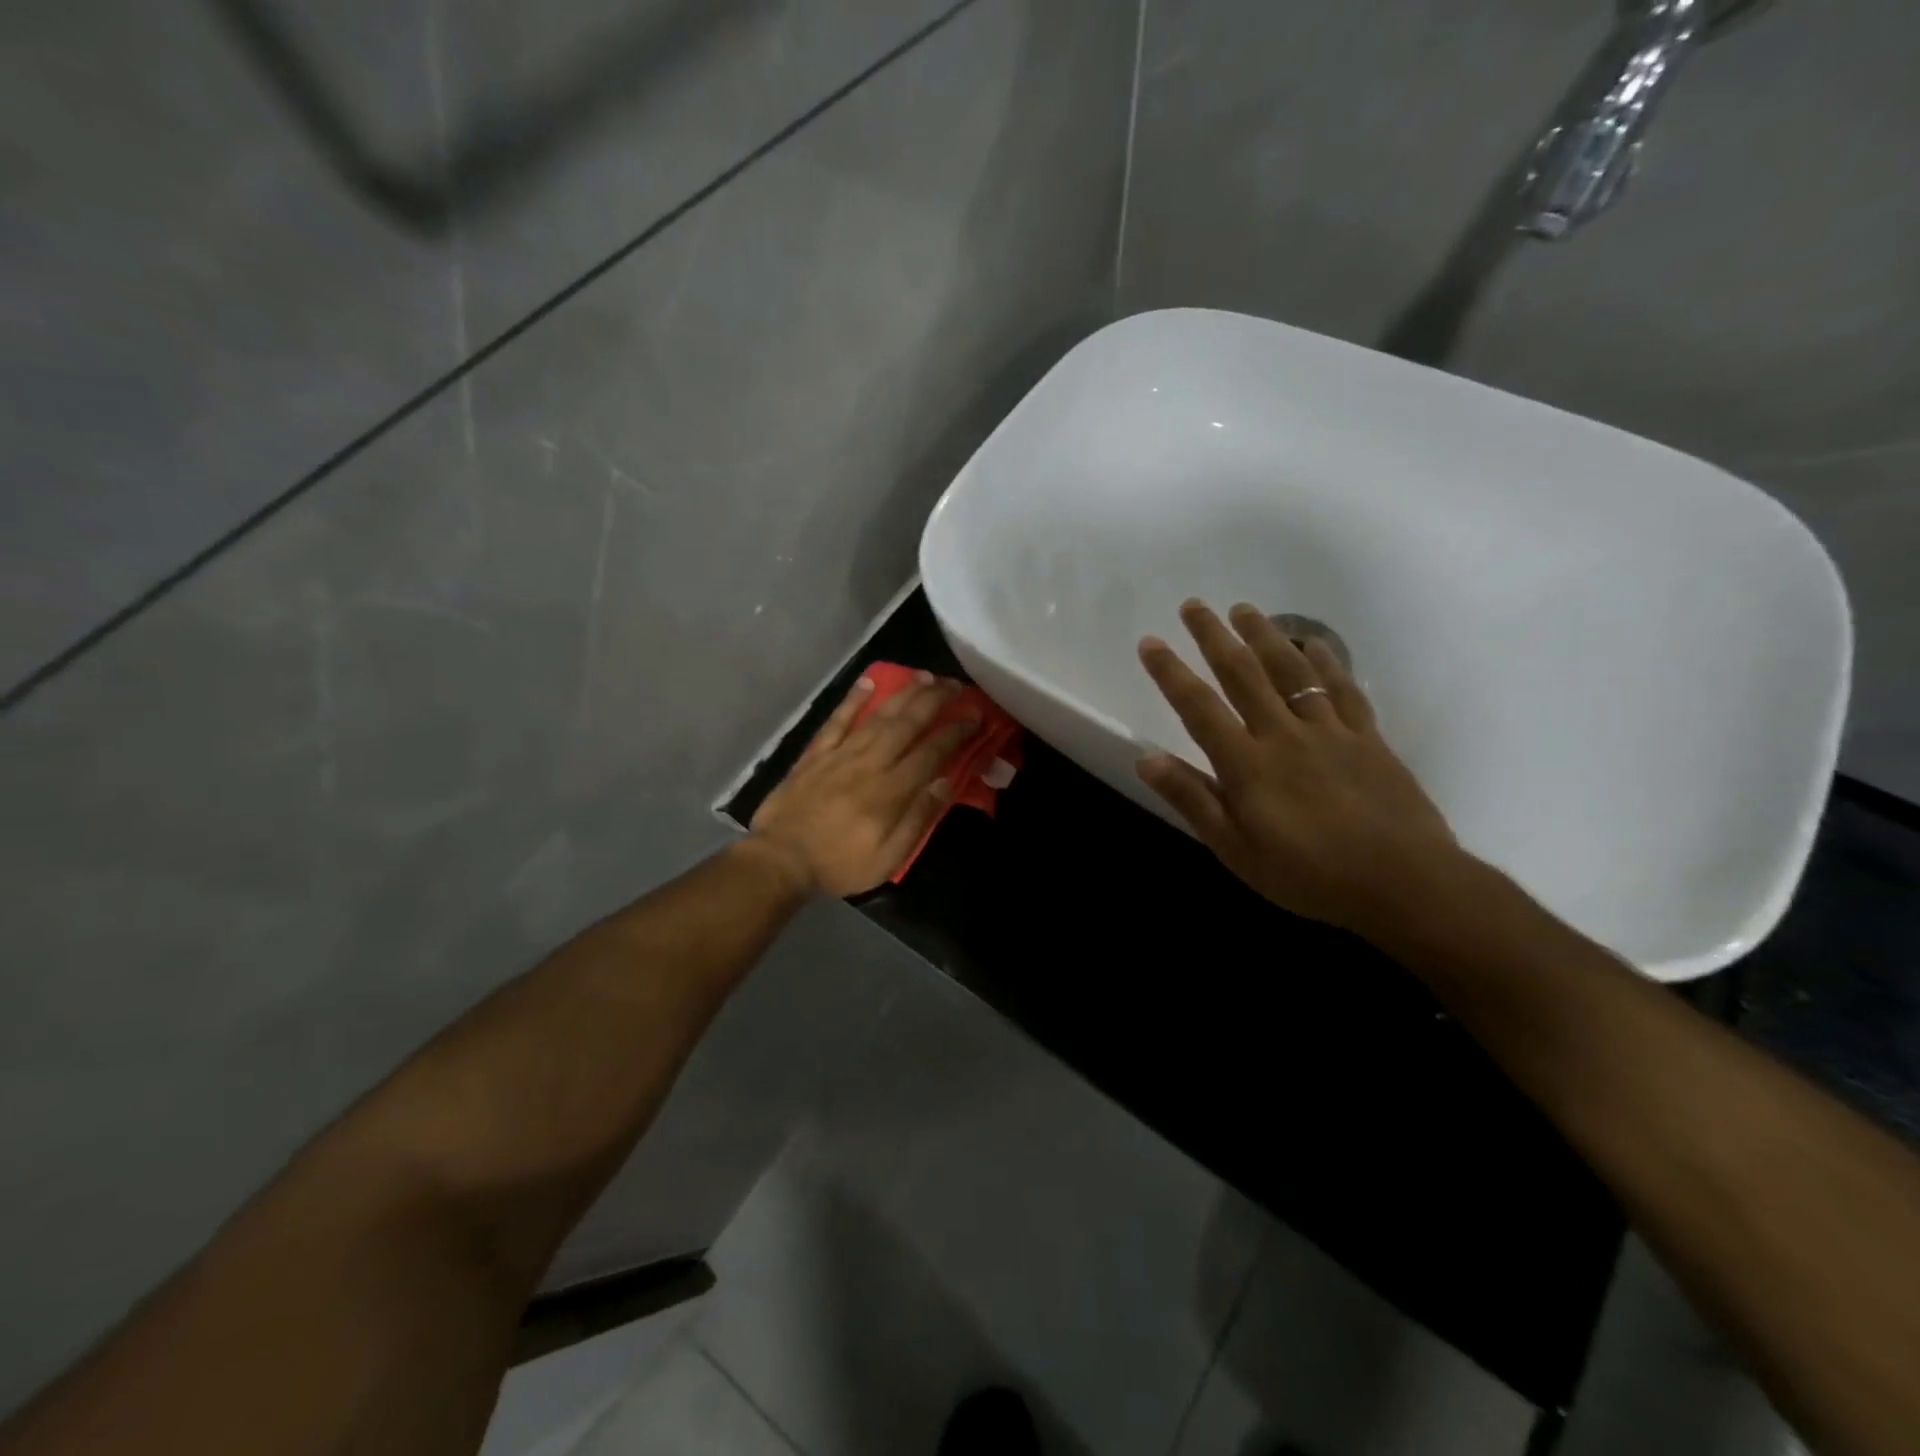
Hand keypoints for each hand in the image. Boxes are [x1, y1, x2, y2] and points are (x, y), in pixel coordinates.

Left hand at [749, 672, 979, 897]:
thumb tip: (946, 783)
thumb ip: (918, 819)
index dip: (956, 732)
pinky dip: (853, 699)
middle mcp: (869, 763)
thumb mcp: (887, 858)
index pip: (931, 752)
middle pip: (908, 723)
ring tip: (925, 676)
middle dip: (935, 700)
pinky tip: (869, 681)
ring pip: (878, 715)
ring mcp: (840, 753)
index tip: (975, 716)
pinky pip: (838, 719)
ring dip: (904, 693)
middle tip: (956, 685)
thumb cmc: (838, 863)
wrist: (779, 859)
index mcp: (890, 791)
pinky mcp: (816, 753)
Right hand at [1136, 600, 1460, 933]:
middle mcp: (1283, 735)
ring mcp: (1329, 732)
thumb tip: (1145, 758)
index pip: (1198, 708)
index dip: (1171, 673)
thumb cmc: (1310, 876)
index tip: (1150, 642)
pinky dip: (1326, 662)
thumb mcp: (1236, 851)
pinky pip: (1342, 689)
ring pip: (1291, 671)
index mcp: (1247, 765)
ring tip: (1244, 609)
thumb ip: (1193, 800)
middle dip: (1213, 637)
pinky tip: (1313, 644)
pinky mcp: (1367, 738)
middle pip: (1243, 674)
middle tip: (1194, 605)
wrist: (1405, 884)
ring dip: (1264, 636)